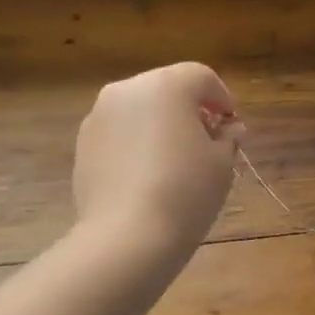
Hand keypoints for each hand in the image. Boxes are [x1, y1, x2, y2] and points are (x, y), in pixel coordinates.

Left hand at [73, 62, 244, 261]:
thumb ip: (227, 138)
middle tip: (206, 141)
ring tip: (174, 161)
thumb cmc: (185, 193)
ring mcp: (98, 117)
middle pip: (166, 89)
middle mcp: (127, 91)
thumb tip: (228, 130)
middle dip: (189, 109)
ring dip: (158, 126)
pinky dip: (135, 144)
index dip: (223, 98)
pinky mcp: (82, 145)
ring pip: (138, 111)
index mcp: (166, 86)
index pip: (201, 77)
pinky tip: (146, 177)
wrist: (126, 236)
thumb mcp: (221, 165)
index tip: (232, 125)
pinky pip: (118, 134)